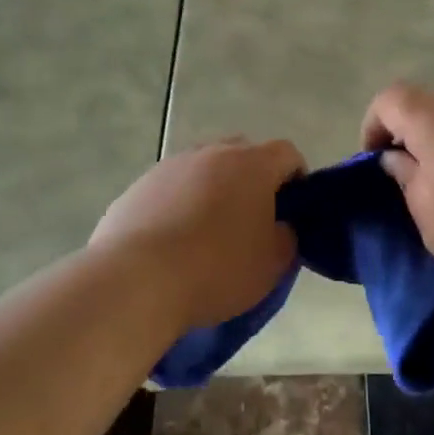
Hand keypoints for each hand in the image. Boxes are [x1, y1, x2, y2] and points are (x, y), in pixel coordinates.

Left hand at [90, 138, 305, 331]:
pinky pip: (171, 189)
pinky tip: (173, 242)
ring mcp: (170, 166)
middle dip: (253, 179)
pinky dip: (179, 205)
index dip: (297, 179)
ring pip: (203, 169)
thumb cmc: (217, 269)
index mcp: (252, 164)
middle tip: (252, 219)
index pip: (287, 154)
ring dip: (213, 190)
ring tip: (208, 233)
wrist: (136, 281)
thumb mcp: (272, 263)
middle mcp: (211, 153)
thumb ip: (287, 237)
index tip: (293, 211)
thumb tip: (280, 226)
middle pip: (243, 153)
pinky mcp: (138, 186)